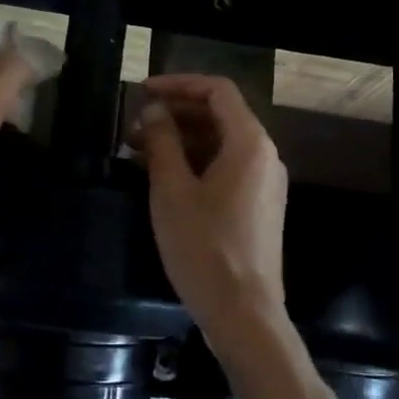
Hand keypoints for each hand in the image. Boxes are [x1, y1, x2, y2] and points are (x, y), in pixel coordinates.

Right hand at [132, 74, 287, 359]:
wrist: (244, 314)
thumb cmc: (205, 248)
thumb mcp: (173, 190)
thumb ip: (163, 142)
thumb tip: (154, 111)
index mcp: (250, 143)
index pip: (217, 91)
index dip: (178, 84)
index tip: (143, 92)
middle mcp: (264, 155)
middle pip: (220, 115)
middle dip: (176, 114)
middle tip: (134, 127)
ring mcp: (264, 183)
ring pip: (221, 143)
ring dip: (182, 140)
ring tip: (139, 151)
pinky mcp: (258, 207)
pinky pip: (226, 168)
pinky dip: (196, 162)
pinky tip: (163, 176)